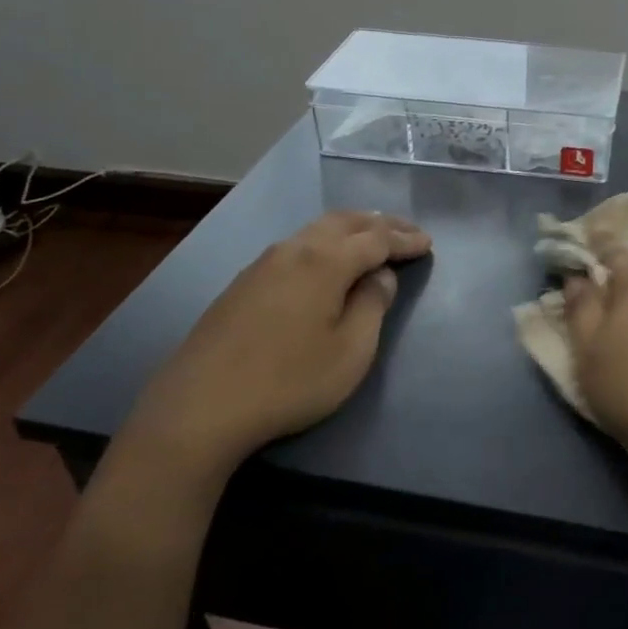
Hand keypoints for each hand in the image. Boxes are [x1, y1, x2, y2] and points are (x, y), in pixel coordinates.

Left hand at [122, 211, 430, 488]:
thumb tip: (380, 275)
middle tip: (407, 231)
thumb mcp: (351, 352)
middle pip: (344, 222)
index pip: (375, 239)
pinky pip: (296, 245)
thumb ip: (372, 306)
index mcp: (325, 261)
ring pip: (315, 229)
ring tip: (372, 236)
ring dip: (350, 228)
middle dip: (380, 223)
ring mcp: (263, 264)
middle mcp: (293, 250)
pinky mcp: (243, 283)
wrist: (200, 407)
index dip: (404, 240)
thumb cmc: (289, 381)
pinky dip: (324, 242)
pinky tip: (326, 258)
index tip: (427, 244)